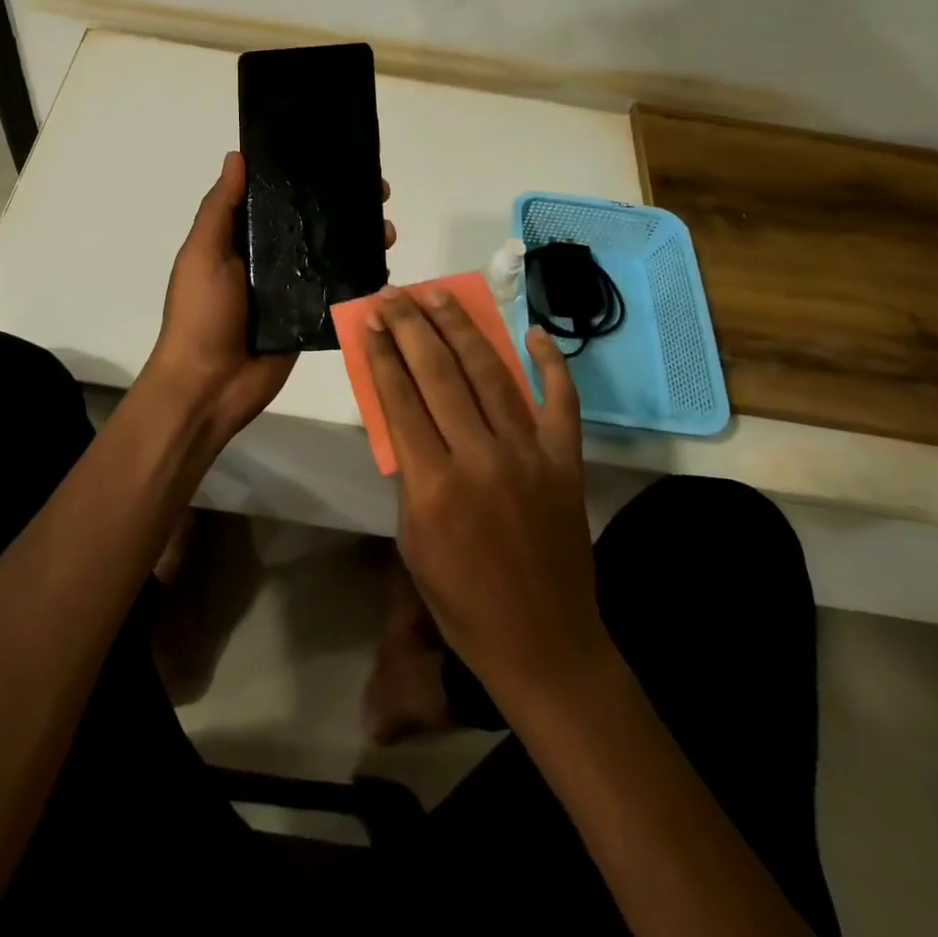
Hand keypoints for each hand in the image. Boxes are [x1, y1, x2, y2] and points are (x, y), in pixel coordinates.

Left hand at [148, 151, 393, 450]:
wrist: (208, 386)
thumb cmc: (200, 314)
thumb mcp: (202, 254)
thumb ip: (221, 208)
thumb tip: (237, 155)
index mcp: (241, 239)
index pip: (277, 198)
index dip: (305, 176)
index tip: (338, 156)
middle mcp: (268, 259)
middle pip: (312, 224)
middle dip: (343, 205)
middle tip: (377, 192)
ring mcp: (292, 289)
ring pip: (331, 255)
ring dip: (359, 238)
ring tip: (386, 228)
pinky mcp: (310, 318)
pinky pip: (338, 292)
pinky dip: (360, 277)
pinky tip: (384, 262)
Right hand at [364, 289, 611, 706]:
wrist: (543, 643)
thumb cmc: (462, 601)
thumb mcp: (413, 539)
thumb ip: (409, 473)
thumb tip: (406, 416)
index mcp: (433, 484)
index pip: (400, 398)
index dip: (383, 353)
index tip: (372, 319)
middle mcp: (480, 456)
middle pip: (440, 373)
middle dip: (413, 326)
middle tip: (396, 293)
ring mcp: (529, 454)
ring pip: (491, 373)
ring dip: (462, 327)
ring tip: (440, 294)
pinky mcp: (565, 460)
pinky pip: (561, 401)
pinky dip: (550, 363)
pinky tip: (532, 332)